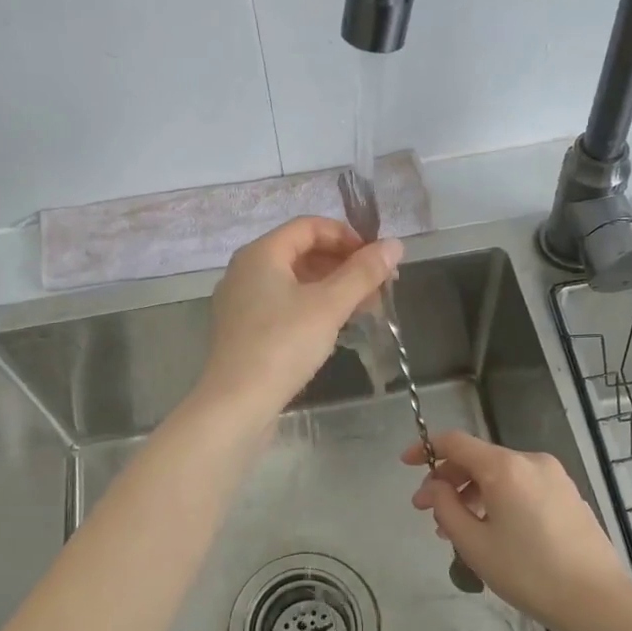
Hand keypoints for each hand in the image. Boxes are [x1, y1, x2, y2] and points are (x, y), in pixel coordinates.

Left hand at [199, 217, 402, 421]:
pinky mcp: (244, 330)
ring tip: (366, 308)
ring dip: (332, 288)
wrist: (236, 403)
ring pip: (294, 282)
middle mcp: (246, 270)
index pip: (309, 226)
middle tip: (379, 286)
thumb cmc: (283, 345)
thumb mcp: (329, 306)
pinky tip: (336, 326)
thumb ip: (363, 273)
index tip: (377, 258)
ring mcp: (242, 302)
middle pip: (302, 252)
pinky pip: (284, 305)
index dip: (347, 236)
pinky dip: (313, 307)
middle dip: (344, 265)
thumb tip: (395, 245)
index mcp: (260, 253)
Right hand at [404, 431, 631, 630]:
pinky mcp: (568, 494)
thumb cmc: (529, 573)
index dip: (426, 449)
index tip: (406, 465)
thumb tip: (436, 487)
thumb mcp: (475, 544)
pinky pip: (521, 486)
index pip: (455, 442)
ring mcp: (554, 476)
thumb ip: (446, 507)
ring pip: (500, 474)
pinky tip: (492, 530)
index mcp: (505, 467)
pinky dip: (498, 498)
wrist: (598, 601)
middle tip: (428, 512)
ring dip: (472, 493)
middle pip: (478, 458)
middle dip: (448, 481)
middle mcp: (530, 461)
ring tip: (457, 529)